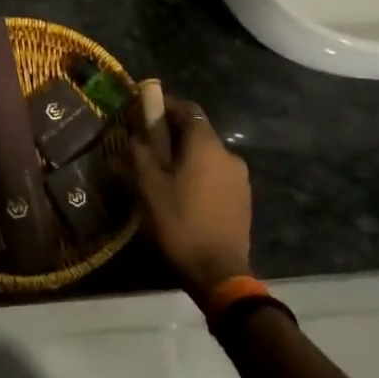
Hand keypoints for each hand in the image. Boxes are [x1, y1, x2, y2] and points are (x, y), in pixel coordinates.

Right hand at [129, 97, 252, 298]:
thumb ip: (141, 152)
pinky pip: (216, 174)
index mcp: (206, 145)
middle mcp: (228, 154)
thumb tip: (135, 133)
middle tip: (147, 145)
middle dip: (173, 134)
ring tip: (163, 172)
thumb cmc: (179, 222)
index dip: (165, 105)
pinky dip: (199, 174)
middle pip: (198, 132)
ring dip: (186, 156)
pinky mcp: (243, 198)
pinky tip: (183, 192)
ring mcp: (240, 178)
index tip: (144, 109)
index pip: (188, 110)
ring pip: (207, 155)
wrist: (218, 272)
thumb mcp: (149, 186)